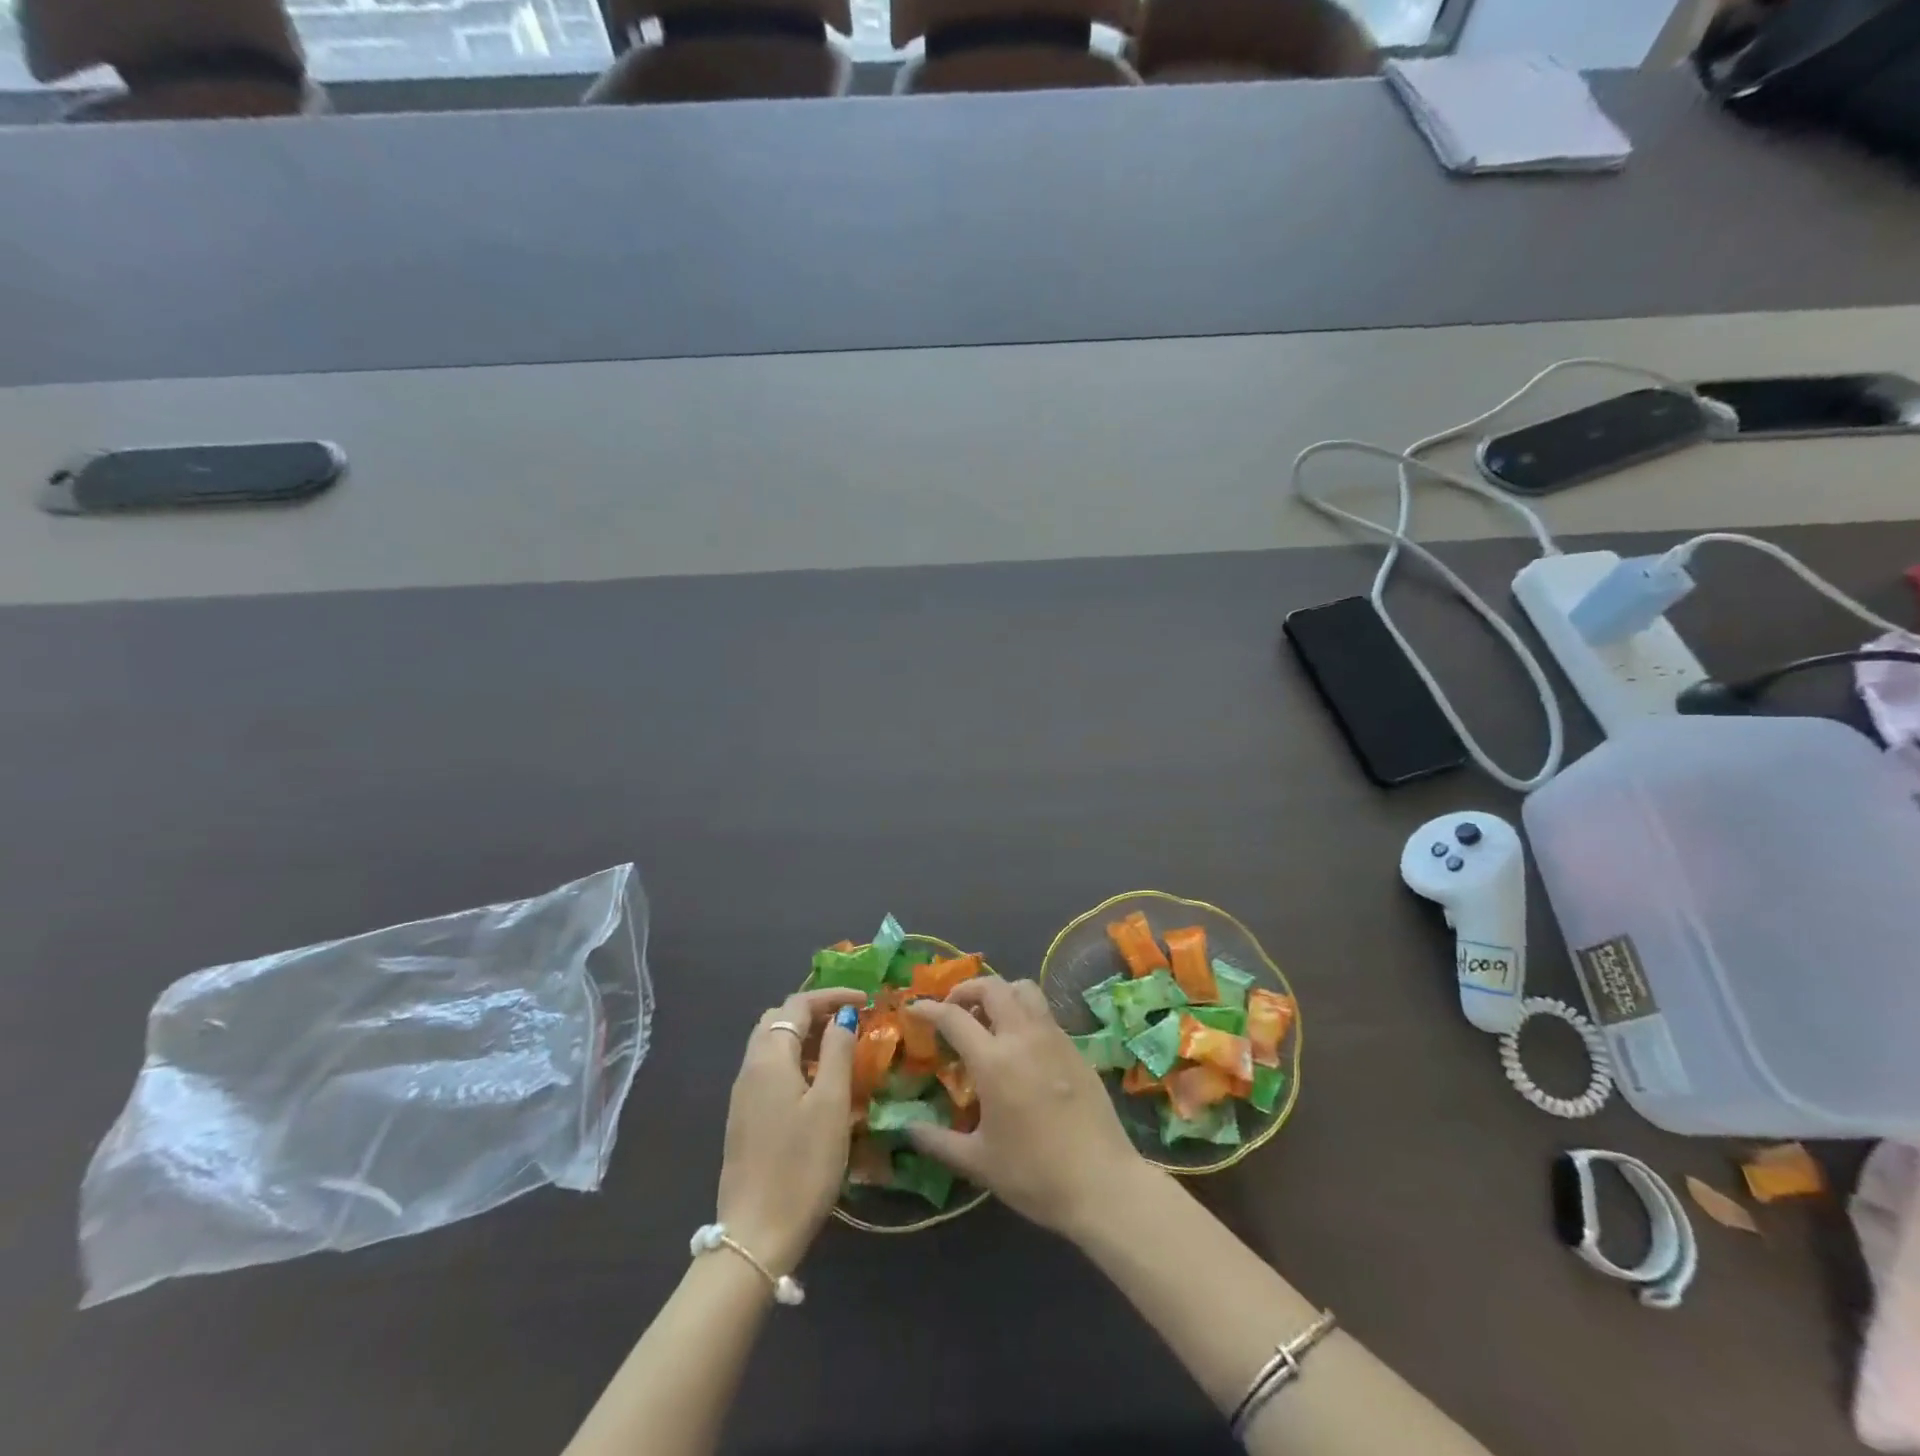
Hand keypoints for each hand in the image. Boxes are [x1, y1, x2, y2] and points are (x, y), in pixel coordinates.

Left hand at [715, 988, 864, 1276]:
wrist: (755, 1237)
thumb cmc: (801, 1166)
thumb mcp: (831, 1104)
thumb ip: (838, 1052)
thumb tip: (844, 1016)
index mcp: (769, 1058)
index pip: (797, 1005)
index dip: (832, 995)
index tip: (866, 1000)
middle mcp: (750, 1068)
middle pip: (779, 1020)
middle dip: (815, 1011)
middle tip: (851, 1020)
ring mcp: (743, 1095)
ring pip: (772, 1045)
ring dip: (806, 1036)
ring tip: (841, 1048)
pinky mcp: (744, 1119)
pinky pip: (770, 1070)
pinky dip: (796, 1060)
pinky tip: (819, 1084)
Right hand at [904, 978, 1146, 1240]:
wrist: (1103, 1183)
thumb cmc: (1034, 1175)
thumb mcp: (979, 1162)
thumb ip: (938, 1142)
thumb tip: (907, 1128)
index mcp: (994, 1062)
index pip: (953, 1017)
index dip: (929, 1008)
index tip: (915, 1009)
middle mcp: (1023, 1037)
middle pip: (992, 986)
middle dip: (966, 989)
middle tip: (953, 1009)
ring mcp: (1054, 1037)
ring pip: (1024, 989)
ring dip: (1000, 992)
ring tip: (987, 1018)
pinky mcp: (1076, 1047)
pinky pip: (1044, 1012)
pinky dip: (1023, 1012)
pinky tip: (1019, 1045)